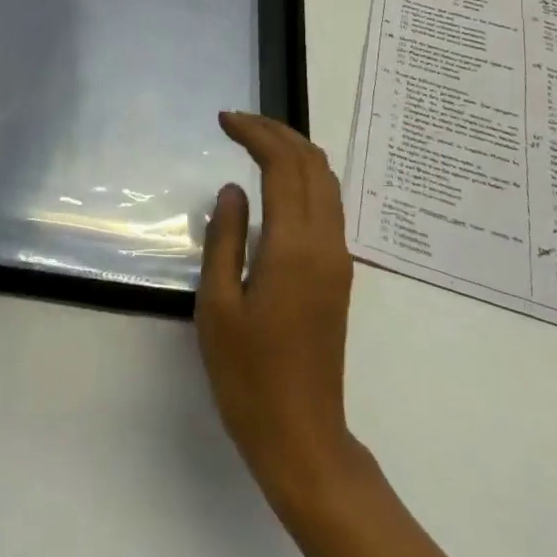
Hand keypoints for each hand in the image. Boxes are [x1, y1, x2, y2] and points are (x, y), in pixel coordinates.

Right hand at [197, 112, 364, 513]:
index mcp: (295, 247)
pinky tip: (278, 182)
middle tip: (237, 122)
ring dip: (294, 151)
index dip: (255, 133)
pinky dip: (304, 177)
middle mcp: (327, 243)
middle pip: (313, 164)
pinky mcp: (338, 274)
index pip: (283, 165)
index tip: (224, 120)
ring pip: (327, 182)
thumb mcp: (218, 305)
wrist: (302, 436)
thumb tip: (233, 189)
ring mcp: (338, 258)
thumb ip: (224, 238)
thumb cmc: (249, 376)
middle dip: (277, 132)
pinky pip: (328, 205)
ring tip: (255, 141)